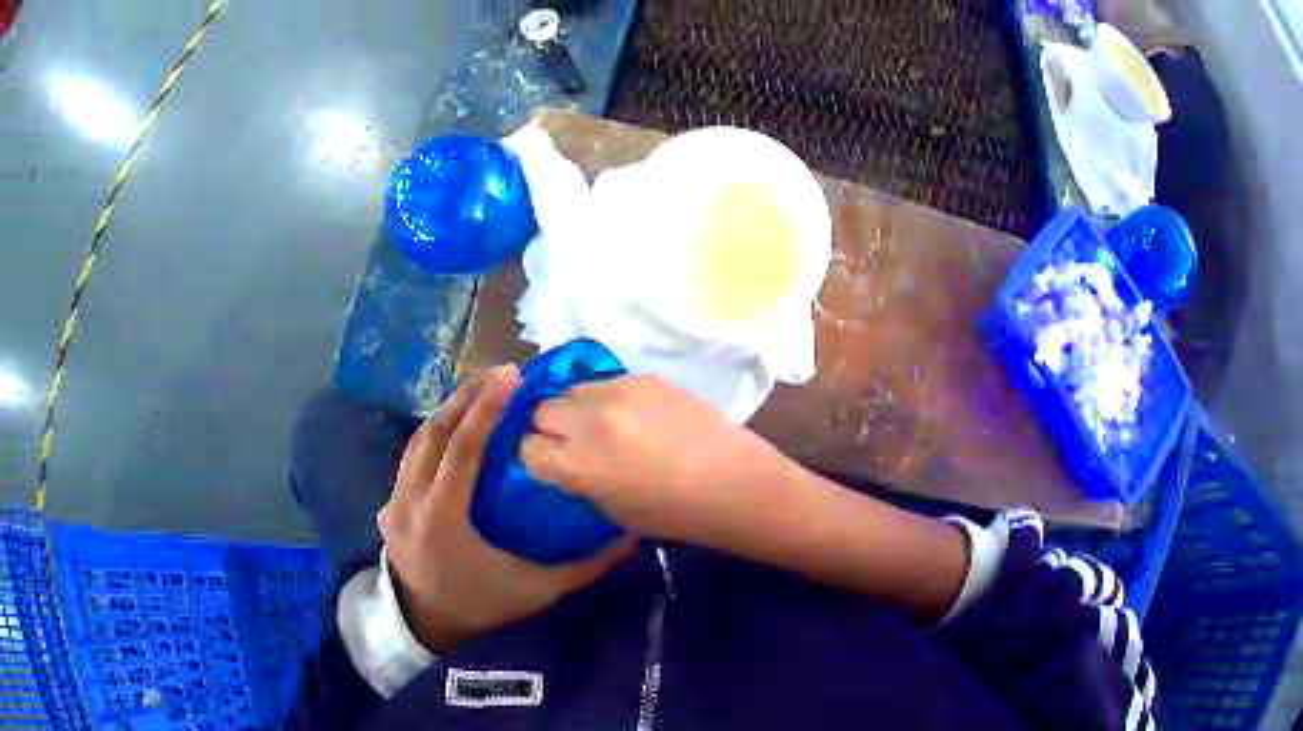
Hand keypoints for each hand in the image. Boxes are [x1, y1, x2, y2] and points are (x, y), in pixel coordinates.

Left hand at [378, 366, 635, 652]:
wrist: (422, 626)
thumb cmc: (478, 606)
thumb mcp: (535, 592)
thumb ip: (582, 567)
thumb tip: (628, 539)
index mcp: (443, 515)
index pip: (462, 447)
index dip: (486, 408)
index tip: (510, 375)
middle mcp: (411, 498)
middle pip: (434, 433)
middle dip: (466, 397)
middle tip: (498, 371)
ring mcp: (395, 499)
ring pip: (418, 441)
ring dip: (447, 411)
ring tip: (477, 390)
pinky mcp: (389, 504)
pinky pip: (410, 458)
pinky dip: (433, 435)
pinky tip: (451, 429)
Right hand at [521, 376, 801, 543]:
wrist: (735, 483)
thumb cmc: (675, 514)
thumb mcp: (611, 511)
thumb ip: (577, 481)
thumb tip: (564, 461)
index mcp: (577, 463)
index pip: (528, 447)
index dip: (538, 459)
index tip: (552, 465)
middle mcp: (590, 420)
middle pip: (542, 410)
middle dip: (551, 429)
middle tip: (574, 444)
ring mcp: (619, 392)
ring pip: (571, 389)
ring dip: (578, 408)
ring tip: (602, 426)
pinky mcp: (645, 377)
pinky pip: (607, 381)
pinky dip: (608, 398)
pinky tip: (633, 416)